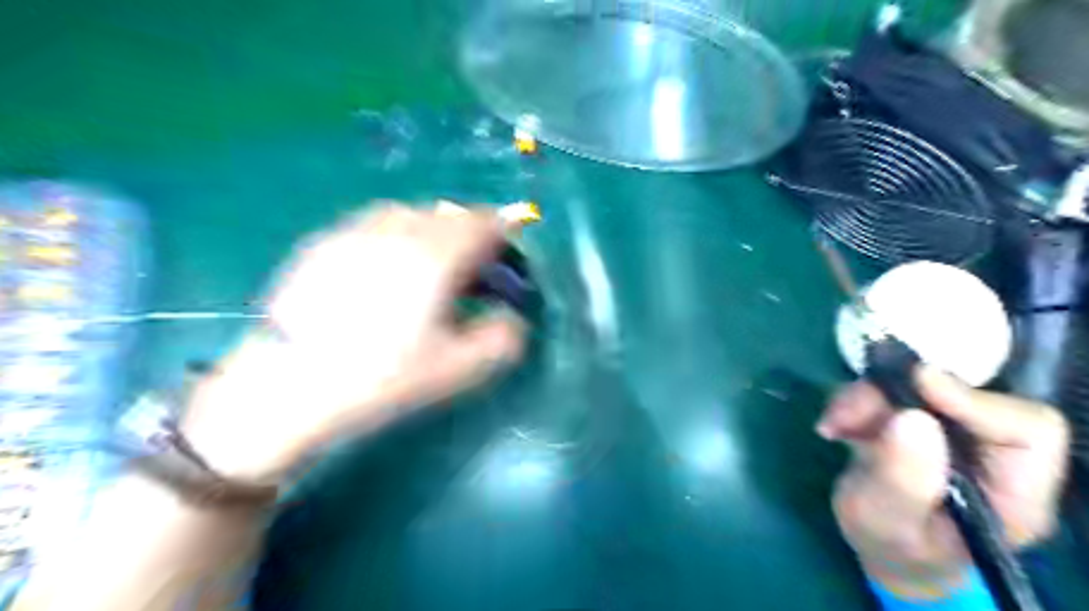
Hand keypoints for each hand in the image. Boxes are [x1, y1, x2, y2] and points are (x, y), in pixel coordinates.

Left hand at [182, 202, 528, 484]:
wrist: (289, 384)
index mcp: (436, 255)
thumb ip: (501, 339)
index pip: (483, 222)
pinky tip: (382, 269)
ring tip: (428, 266)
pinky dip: (393, 236)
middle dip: (468, 234)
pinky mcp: (324, 243)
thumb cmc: (382, 375)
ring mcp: (355, 231)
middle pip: (447, 213)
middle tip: (470, 269)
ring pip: (409, 213)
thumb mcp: (457, 369)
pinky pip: (372, 223)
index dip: (504, 233)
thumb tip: (513, 319)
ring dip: (431, 231)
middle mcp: (397, 230)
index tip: (508, 256)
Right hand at [822, 368, 1068, 595]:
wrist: (883, 545)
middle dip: (895, 397)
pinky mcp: (923, 416)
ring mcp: (956, 430)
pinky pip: (892, 389)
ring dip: (866, 398)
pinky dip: (856, 400)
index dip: (976, 402)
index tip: (917, 386)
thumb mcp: (885, 522)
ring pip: (918, 386)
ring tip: (833, 426)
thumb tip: (912, 418)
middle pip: (962, 396)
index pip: (1028, 430)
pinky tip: (835, 426)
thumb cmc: (891, 545)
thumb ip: (901, 480)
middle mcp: (994, 452)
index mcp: (1014, 492)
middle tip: (847, 416)